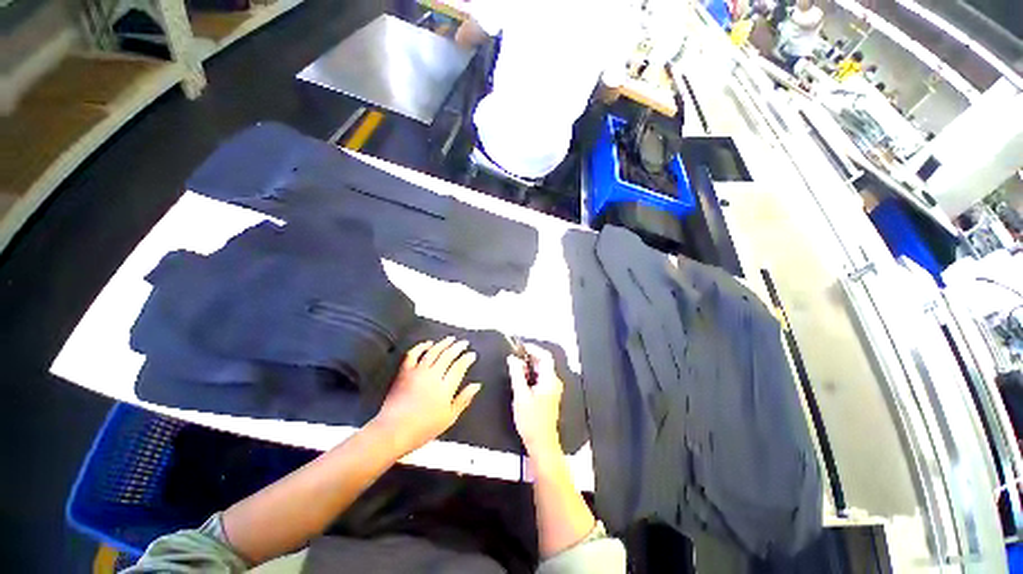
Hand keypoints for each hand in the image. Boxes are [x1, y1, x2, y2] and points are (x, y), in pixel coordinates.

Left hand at [372, 337, 481, 455]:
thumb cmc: (423, 428)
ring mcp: (418, 372)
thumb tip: (476, 386)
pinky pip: (413, 354)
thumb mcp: (449, 417)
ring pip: (433, 352)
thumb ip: (464, 399)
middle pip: (448, 355)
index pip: (459, 367)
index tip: (472, 354)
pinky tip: (428, 343)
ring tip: (450, 339)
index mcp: (445, 388)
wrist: (393, 430)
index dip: (467, 359)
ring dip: (443, 343)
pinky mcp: (404, 372)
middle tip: (464, 343)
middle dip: (458, 347)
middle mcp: (433, 376)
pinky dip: (421, 346)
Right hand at [507, 344, 562, 458]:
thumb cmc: (531, 421)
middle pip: (544, 362)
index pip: (545, 357)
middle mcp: (554, 382)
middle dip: (530, 357)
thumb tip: (512, 359)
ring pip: (541, 370)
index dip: (533, 348)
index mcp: (550, 380)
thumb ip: (517, 374)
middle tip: (515, 355)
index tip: (520, 346)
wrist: (541, 443)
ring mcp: (552, 389)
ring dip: (529, 365)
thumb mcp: (520, 395)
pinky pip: (540, 378)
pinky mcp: (548, 395)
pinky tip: (521, 378)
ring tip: (515, 365)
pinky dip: (531, 374)